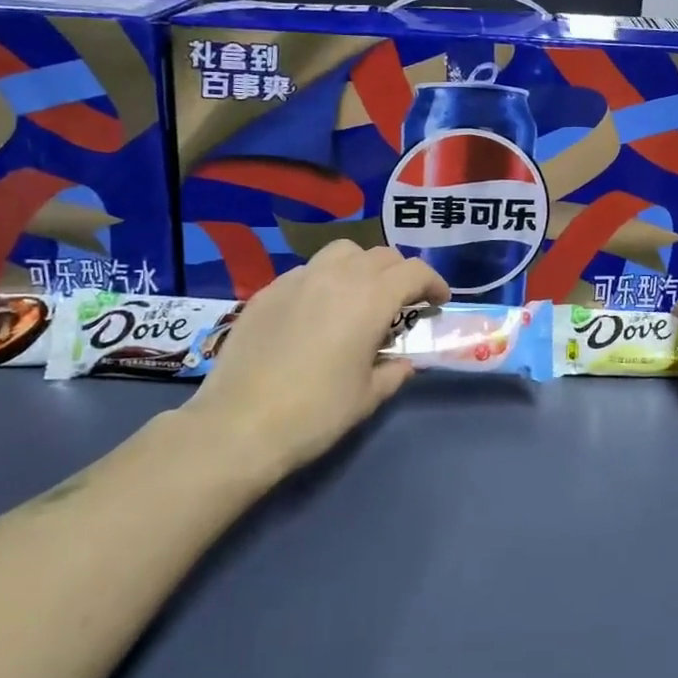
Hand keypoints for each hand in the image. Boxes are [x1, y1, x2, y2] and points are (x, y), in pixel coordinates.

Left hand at [186, 241, 447, 477]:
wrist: (239, 424)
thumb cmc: (315, 413)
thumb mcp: (367, 397)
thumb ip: (393, 372)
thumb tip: (403, 362)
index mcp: (370, 300)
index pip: (413, 272)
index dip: (433, 283)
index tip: (438, 302)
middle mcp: (336, 277)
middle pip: (380, 255)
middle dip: (400, 273)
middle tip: (403, 303)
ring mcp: (297, 280)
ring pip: (342, 253)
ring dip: (362, 267)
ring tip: (360, 297)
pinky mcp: (267, 291)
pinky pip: (307, 271)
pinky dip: (325, 280)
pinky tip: (318, 312)